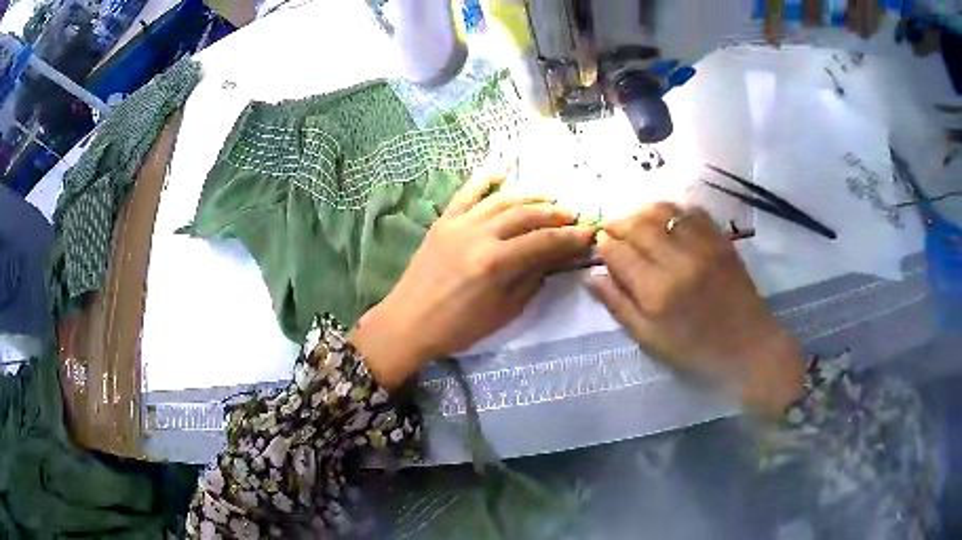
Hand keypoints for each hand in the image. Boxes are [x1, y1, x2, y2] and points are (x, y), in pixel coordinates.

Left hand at [351, 166, 595, 388]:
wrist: (408, 322)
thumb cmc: (458, 327)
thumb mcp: (504, 312)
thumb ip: (531, 280)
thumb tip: (553, 258)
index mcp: (495, 263)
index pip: (543, 242)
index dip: (570, 237)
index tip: (589, 233)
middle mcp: (479, 235)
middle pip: (526, 215)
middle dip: (555, 214)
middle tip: (573, 216)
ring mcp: (459, 223)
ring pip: (502, 199)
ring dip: (530, 196)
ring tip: (549, 199)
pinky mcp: (444, 220)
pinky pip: (467, 192)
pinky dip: (486, 177)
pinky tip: (504, 168)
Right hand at [585, 202, 804, 414]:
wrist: (748, 347)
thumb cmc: (695, 351)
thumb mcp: (650, 340)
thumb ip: (619, 306)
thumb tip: (592, 275)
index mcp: (656, 292)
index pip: (618, 252)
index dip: (604, 245)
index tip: (601, 245)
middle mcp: (678, 261)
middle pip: (637, 225)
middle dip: (618, 223)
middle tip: (612, 230)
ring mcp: (702, 246)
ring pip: (662, 211)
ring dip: (642, 211)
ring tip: (636, 222)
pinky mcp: (720, 239)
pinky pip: (691, 211)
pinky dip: (673, 210)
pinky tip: (667, 220)